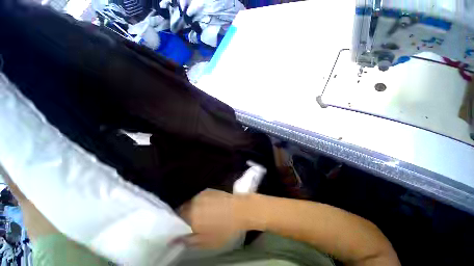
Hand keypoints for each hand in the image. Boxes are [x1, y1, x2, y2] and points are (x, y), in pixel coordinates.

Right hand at [177, 189, 249, 248]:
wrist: (240, 209)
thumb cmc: (225, 228)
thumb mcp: (208, 241)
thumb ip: (190, 241)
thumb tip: (176, 240)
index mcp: (191, 217)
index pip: (177, 219)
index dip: (179, 224)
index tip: (183, 227)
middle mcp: (194, 203)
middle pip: (183, 209)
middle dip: (185, 215)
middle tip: (193, 221)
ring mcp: (202, 194)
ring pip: (191, 202)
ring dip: (193, 208)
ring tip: (202, 213)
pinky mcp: (209, 190)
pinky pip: (199, 197)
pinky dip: (200, 202)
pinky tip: (208, 206)